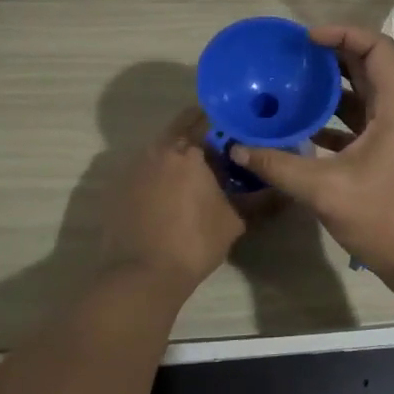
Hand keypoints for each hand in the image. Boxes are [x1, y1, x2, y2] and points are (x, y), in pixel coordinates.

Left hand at [101, 108, 251, 290]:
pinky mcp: (117, 187)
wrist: (142, 274)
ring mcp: (133, 168)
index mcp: (188, 152)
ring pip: (159, 149)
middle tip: (216, 151)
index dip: (221, 122)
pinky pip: (143, 170)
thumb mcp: (234, 220)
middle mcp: (158, 150)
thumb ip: (256, 198)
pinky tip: (167, 195)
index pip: (205, 119)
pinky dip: (156, 174)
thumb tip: (277, 188)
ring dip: (175, 155)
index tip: (233, 131)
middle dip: (197, 134)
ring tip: (192, 175)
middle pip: (179, 129)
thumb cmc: (195, 242)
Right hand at [229, 26, 393, 292]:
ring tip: (292, 85)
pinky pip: (357, 125)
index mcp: (392, 110)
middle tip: (294, 56)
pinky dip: (331, 121)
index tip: (307, 39)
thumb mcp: (325, 190)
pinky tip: (301, 131)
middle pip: (368, 68)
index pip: (377, 49)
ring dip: (331, 88)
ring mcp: (392, 137)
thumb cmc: (384, 218)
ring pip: (362, 97)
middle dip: (332, 56)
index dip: (344, 33)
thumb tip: (238, 147)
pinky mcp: (384, 158)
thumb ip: (279, 166)